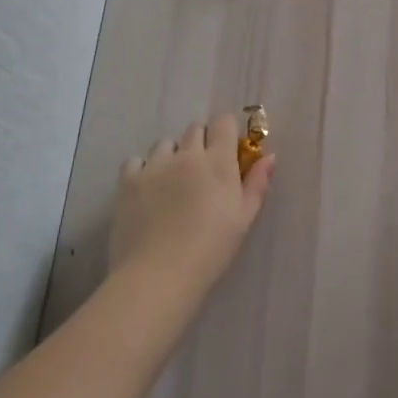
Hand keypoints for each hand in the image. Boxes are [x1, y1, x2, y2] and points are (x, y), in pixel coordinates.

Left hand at [109, 113, 275, 298]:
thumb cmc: (210, 249)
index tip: (227, 150)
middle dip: (201, 142)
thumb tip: (269, 156)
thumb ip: (257, 184)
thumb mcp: (244, 219)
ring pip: (165, 143)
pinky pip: (136, 161)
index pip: (223, 122)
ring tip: (172, 182)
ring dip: (172, 155)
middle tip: (202, 171)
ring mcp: (154, 165)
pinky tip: (147, 190)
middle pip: (194, 129)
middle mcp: (186, 155)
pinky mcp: (128, 181)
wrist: (159, 275)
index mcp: (218, 162)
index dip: (226, 132)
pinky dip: (143, 170)